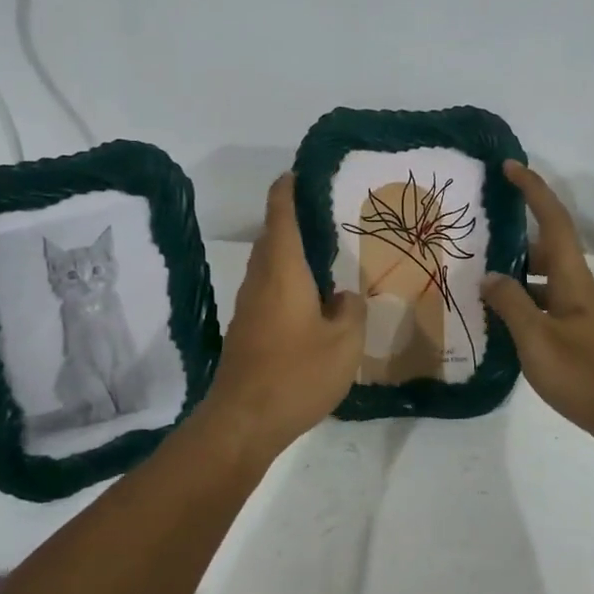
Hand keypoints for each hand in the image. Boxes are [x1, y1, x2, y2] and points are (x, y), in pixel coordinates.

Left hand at [200, 173, 366, 461]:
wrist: (243, 421)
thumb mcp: (344, 342)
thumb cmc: (296, 373)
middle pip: (272, 237)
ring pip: (269, 265)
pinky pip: (268, 289)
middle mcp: (260, 279)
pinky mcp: (246, 330)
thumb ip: (351, 310)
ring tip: (326, 257)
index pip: (281, 214)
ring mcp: (249, 305)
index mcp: (283, 269)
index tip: (299, 173)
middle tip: (328, 217)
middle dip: (293, 220)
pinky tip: (312, 302)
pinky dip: (287, 281)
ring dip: (290, 253)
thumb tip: (343, 296)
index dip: (288, 189)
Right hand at [483, 161, 593, 458]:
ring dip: (519, 279)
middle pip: (549, 251)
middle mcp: (584, 291)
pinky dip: (529, 308)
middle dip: (516, 241)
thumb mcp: (538, 342)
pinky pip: (552, 309)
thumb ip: (511, 305)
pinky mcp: (590, 340)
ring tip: (482, 286)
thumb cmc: (590, 377)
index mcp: (575, 281)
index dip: (533, 190)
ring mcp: (589, 317)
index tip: (510, 166)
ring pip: (549, 284)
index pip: (553, 221)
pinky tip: (508, 328)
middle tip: (480, 242)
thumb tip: (490, 277)